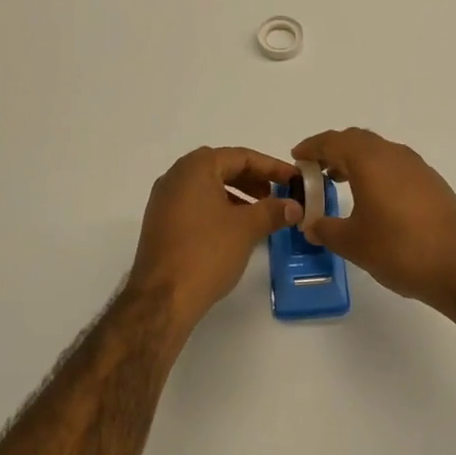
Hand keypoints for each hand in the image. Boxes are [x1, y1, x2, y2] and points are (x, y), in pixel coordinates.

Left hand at [126, 147, 300, 332]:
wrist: (162, 298)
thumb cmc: (206, 252)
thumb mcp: (247, 228)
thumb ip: (273, 211)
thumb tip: (295, 206)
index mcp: (195, 168)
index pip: (240, 156)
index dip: (271, 167)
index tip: (294, 179)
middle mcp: (175, 176)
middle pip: (222, 168)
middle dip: (253, 179)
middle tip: (278, 194)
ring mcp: (164, 200)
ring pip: (207, 187)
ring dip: (237, 194)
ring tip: (260, 213)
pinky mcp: (160, 223)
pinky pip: (195, 204)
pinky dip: (218, 208)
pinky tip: (235, 228)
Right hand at [291, 129, 455, 315]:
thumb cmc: (400, 250)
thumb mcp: (353, 243)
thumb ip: (325, 229)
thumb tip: (310, 224)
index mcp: (370, 160)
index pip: (333, 141)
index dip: (311, 147)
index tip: (296, 157)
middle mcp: (393, 154)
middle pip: (356, 140)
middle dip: (333, 150)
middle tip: (315, 170)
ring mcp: (417, 167)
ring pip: (378, 152)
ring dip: (356, 161)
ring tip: (339, 183)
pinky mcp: (432, 183)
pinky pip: (395, 166)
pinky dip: (376, 173)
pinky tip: (372, 200)